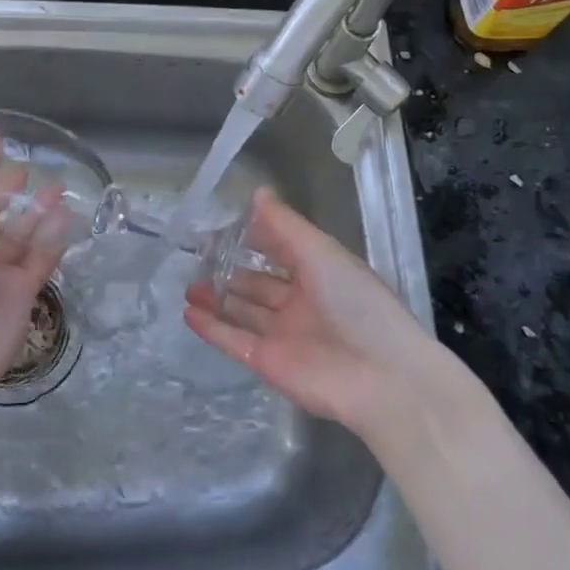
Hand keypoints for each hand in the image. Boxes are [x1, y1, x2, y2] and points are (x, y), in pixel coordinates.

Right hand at [182, 188, 449, 436]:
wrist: (380, 377)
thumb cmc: (355, 303)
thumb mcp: (321, 252)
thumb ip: (285, 225)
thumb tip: (257, 192)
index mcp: (319, 273)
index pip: (280, 250)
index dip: (254, 238)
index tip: (222, 226)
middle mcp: (300, 302)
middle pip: (258, 283)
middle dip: (230, 270)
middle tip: (196, 256)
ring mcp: (283, 334)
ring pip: (243, 312)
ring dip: (217, 298)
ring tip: (189, 285)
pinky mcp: (269, 363)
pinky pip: (235, 341)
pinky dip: (213, 328)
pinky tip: (189, 313)